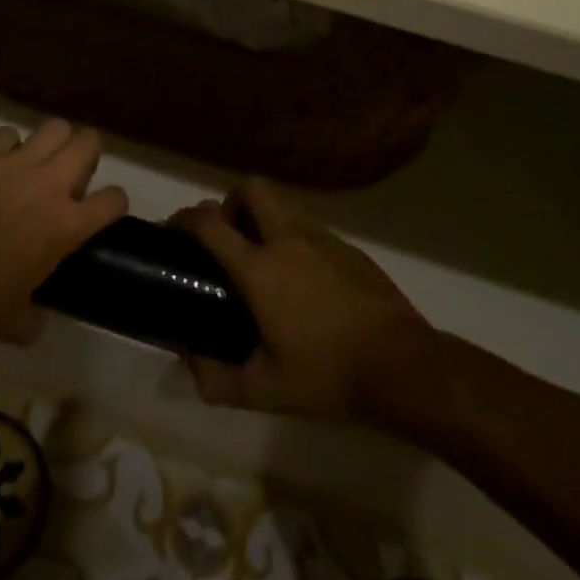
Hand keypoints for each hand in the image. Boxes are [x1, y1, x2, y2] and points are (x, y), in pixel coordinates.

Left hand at [0, 121, 127, 345]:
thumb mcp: (17, 321)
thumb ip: (34, 316)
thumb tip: (34, 321)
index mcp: (67, 225)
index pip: (114, 199)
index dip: (113, 203)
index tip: (103, 209)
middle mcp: (50, 185)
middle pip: (89, 142)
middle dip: (88, 152)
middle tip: (73, 171)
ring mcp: (17, 164)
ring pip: (55, 127)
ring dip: (53, 141)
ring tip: (41, 158)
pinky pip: (7, 134)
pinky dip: (7, 144)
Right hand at [169, 179, 435, 421]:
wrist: (405, 367)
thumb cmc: (329, 375)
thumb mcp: (267, 391)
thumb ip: (220, 381)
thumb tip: (192, 367)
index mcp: (259, 268)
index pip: (209, 223)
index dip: (184, 218)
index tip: (174, 228)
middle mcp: (287, 241)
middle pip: (251, 188)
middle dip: (232, 202)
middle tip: (228, 237)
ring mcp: (322, 239)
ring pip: (283, 204)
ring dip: (264, 217)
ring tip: (265, 258)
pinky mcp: (350, 248)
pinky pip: (311, 227)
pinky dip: (295, 238)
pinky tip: (305, 279)